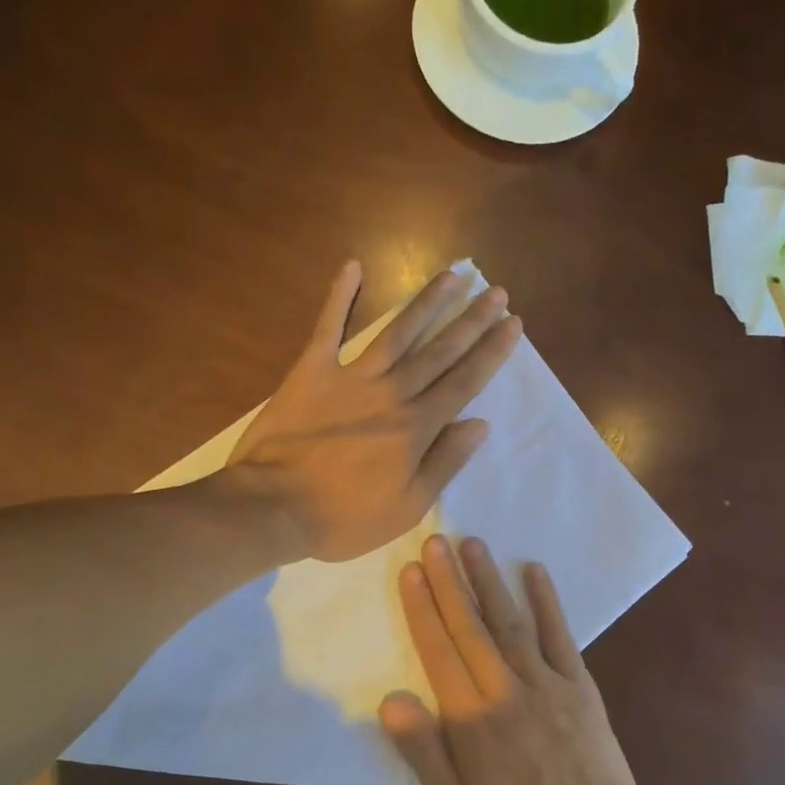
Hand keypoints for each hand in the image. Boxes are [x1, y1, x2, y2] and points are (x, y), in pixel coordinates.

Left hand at [228, 263, 520, 562]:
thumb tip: (480, 424)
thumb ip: (444, 462)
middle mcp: (390, 393)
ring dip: (427, 302)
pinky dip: (339, 296)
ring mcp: (350, 377)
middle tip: (495, 291)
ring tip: (453, 275)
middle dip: (471, 320)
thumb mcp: (406, 506)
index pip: (463, 382)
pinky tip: (353, 266)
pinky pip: (328, 327)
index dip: (491, 351)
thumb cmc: (343, 517)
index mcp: (415, 427)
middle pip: (439, 350)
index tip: (512, 323)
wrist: (272, 507)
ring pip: (397, 332)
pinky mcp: (311, 371)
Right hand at [380, 535, 654, 784]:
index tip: (410, 571)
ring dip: (490, 581)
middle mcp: (506, 690)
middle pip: (472, 627)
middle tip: (435, 541)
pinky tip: (535, 571)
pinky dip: (548, 601)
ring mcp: (548, 683)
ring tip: (472, 544)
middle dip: (449, 582)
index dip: (422, 609)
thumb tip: (391, 700)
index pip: (439, 652)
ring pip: (511, 622)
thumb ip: (425, 753)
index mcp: (472, 721)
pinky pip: (562, 635)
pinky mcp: (581, 686)